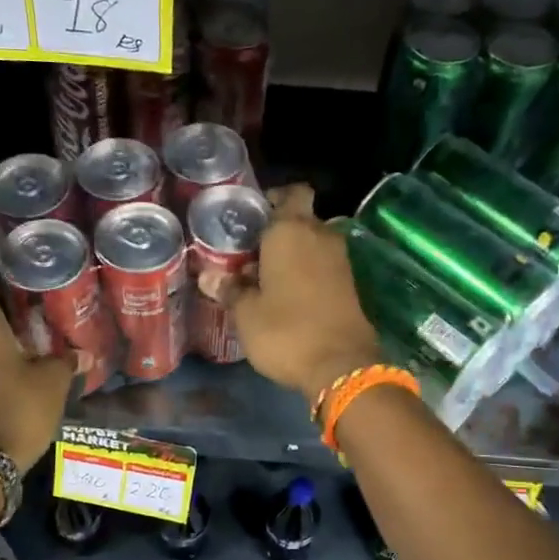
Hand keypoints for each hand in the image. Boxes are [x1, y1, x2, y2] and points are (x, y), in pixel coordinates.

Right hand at [224, 185, 385, 404]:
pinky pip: (323, 266)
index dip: (274, 199)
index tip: (252, 217)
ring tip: (263, 276)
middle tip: (249, 252)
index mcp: (291, 230)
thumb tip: (209, 276)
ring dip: (293, 254)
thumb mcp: (246, 313)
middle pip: (300, 219)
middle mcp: (320, 236)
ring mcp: (340, 261)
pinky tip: (285, 295)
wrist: (341, 366)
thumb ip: (230, 289)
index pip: (291, 193)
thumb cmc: (285, 330)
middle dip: (278, 231)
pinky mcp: (349, 285)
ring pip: (313, 244)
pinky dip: (307, 273)